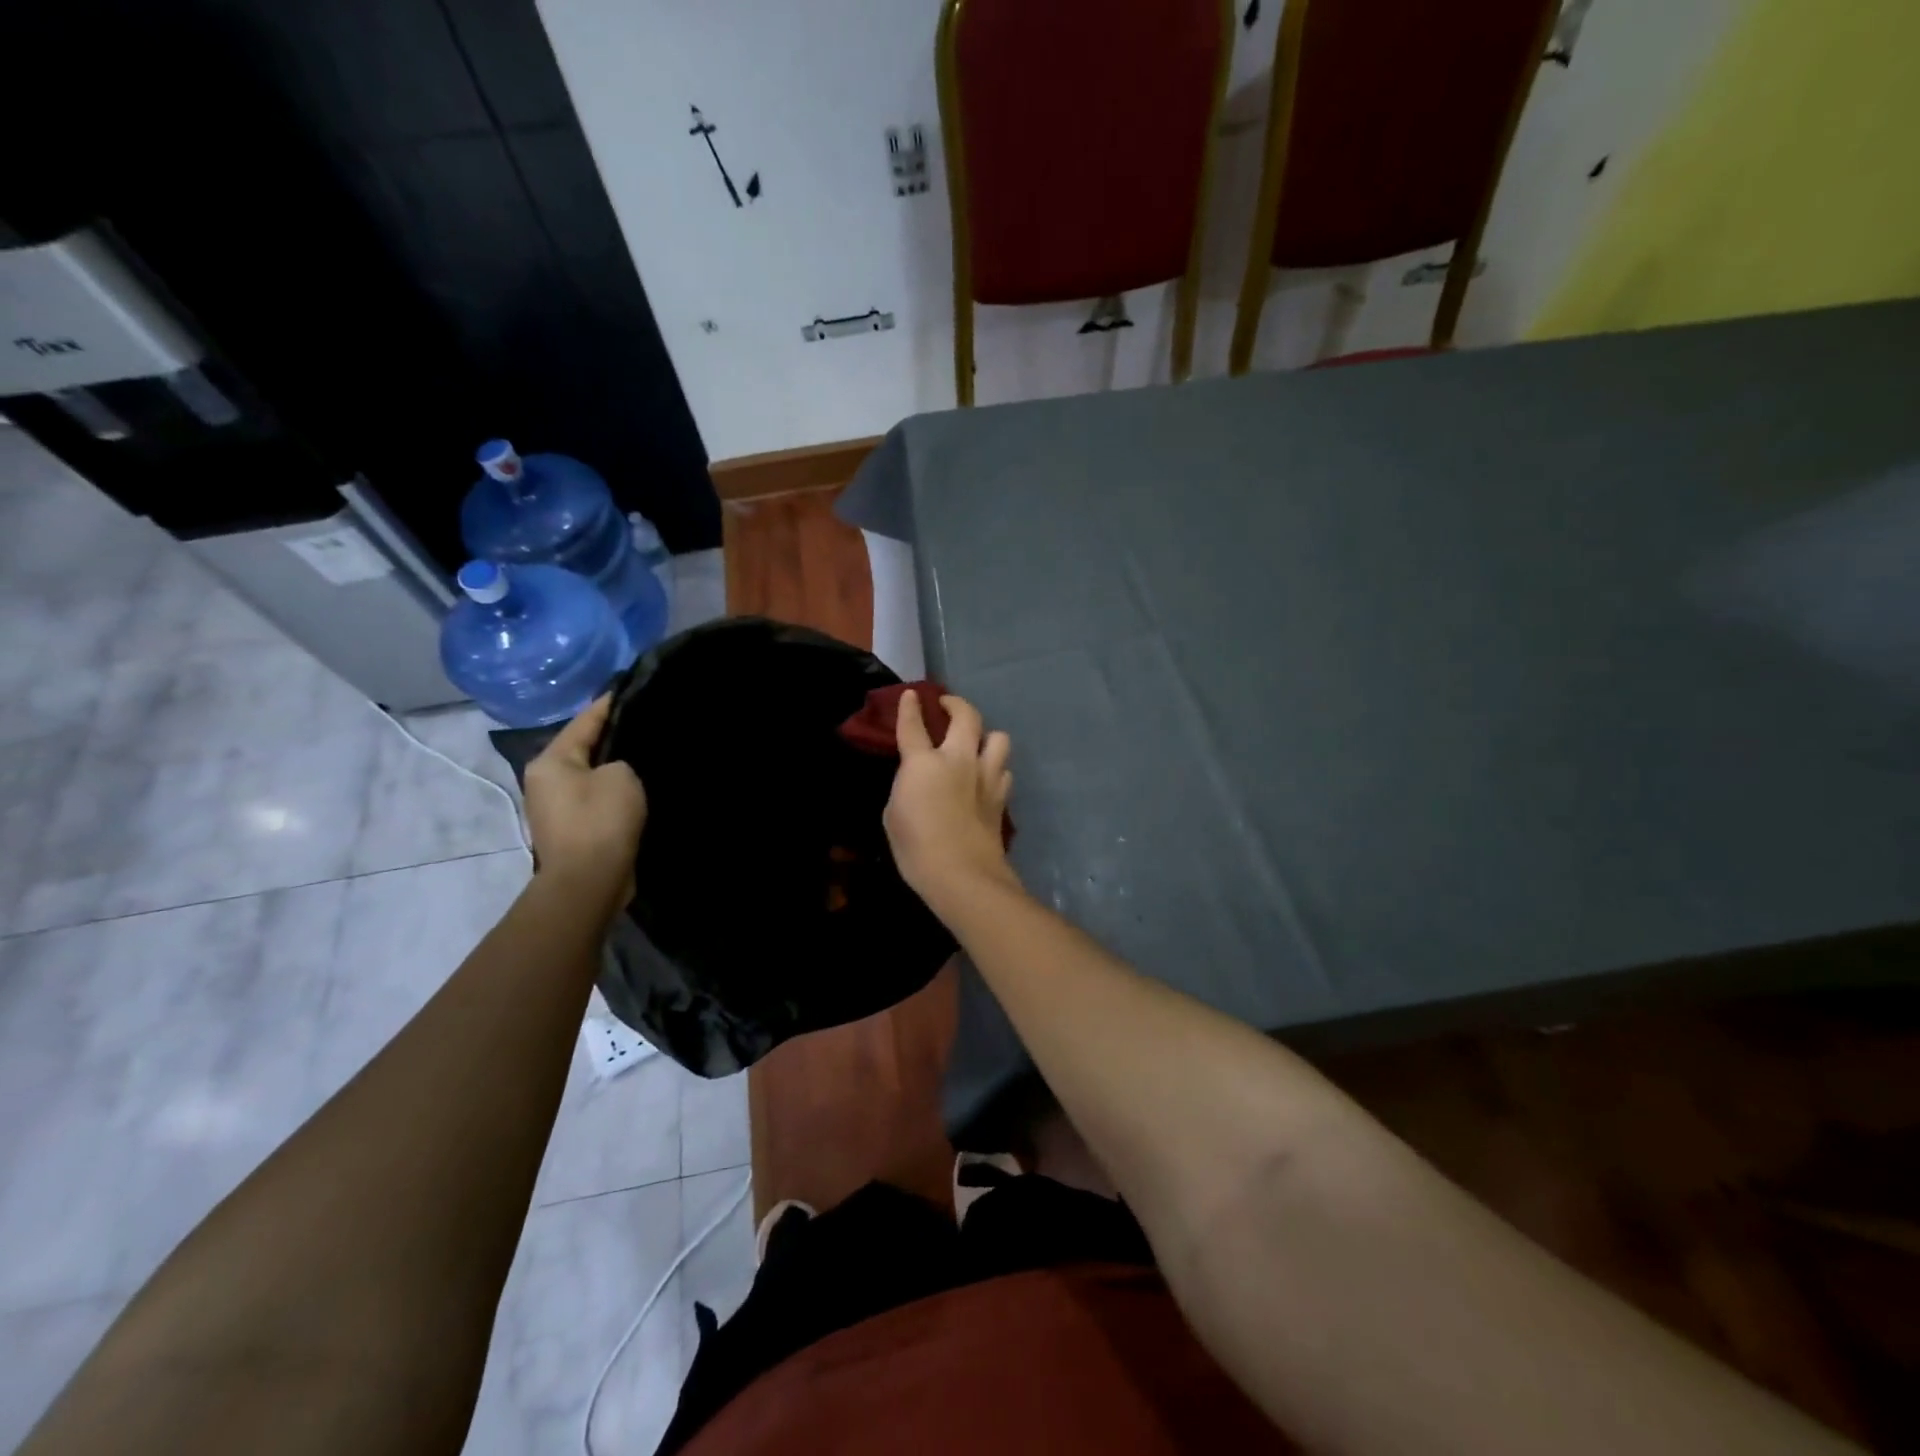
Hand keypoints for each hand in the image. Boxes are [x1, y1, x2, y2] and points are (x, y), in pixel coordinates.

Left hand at [523, 694, 646, 904]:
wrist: (589, 882)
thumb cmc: (601, 821)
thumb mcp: (621, 776)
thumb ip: (621, 760)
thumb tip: (618, 765)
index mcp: (551, 761)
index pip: (585, 721)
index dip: (610, 704)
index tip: (633, 689)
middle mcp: (545, 781)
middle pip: (585, 748)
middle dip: (613, 737)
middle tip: (647, 723)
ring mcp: (556, 808)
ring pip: (591, 775)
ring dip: (615, 767)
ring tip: (646, 754)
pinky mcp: (572, 830)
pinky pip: (597, 799)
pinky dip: (615, 792)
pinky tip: (639, 788)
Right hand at [884, 691, 1015, 906]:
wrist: (962, 874)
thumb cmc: (916, 848)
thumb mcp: (894, 814)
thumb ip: (906, 787)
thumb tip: (916, 780)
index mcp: (924, 763)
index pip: (913, 726)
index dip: (910, 707)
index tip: (911, 695)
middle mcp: (959, 760)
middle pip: (966, 716)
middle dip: (956, 704)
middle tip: (948, 705)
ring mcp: (985, 776)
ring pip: (998, 738)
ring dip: (986, 736)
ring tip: (976, 744)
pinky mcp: (1001, 797)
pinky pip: (1004, 770)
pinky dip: (995, 769)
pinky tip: (986, 779)